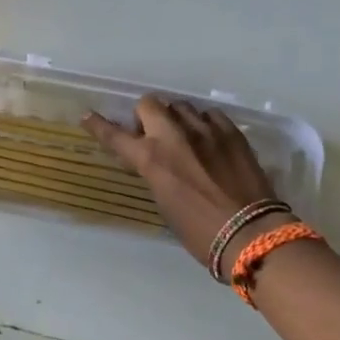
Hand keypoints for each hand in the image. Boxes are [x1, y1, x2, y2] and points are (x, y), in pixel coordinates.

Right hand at [83, 97, 281, 270]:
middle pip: (149, 104)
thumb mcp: (164, 203)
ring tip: (184, 136)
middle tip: (151, 134)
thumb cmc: (200, 232)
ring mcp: (205, 130)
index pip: (115, 136)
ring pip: (180, 105)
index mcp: (151, 159)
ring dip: (175, 118)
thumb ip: (156, 174)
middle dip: (145, 116)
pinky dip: (204, 123)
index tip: (88, 116)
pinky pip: (210, 114)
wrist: (251, 234)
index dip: (99, 125)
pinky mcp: (231, 132)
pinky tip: (209, 139)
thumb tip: (157, 163)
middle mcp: (174, 136)